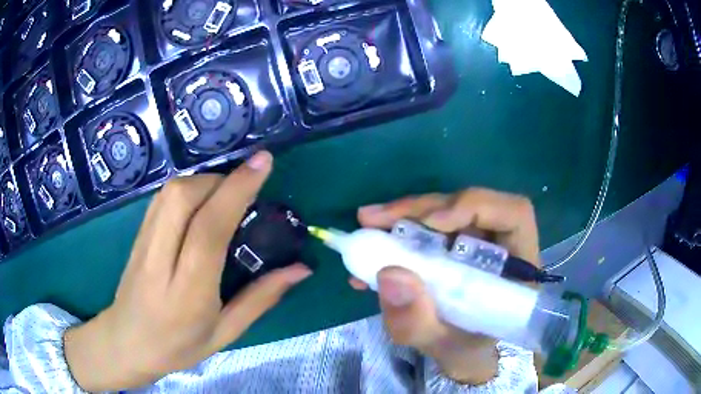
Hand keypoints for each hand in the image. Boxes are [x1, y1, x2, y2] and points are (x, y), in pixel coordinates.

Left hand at [63, 151, 311, 391]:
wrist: (127, 343)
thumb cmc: (179, 346)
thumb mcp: (226, 332)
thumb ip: (261, 298)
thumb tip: (302, 269)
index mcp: (188, 292)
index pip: (209, 229)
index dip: (237, 190)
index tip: (263, 162)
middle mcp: (161, 261)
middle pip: (183, 197)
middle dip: (219, 180)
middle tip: (243, 188)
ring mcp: (143, 243)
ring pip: (170, 192)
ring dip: (203, 181)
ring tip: (224, 195)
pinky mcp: (137, 235)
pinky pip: (161, 198)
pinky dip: (186, 188)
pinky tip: (199, 202)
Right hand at [355, 188, 539, 384]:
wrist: (463, 351)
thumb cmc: (465, 348)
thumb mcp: (441, 346)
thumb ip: (418, 322)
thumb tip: (389, 273)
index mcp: (517, 266)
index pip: (514, 214)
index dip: (476, 207)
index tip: (433, 222)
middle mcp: (501, 243)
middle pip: (468, 205)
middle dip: (420, 208)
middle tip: (374, 219)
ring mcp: (476, 239)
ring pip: (444, 211)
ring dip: (404, 216)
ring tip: (368, 226)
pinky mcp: (455, 243)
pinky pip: (428, 226)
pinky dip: (399, 231)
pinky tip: (374, 246)